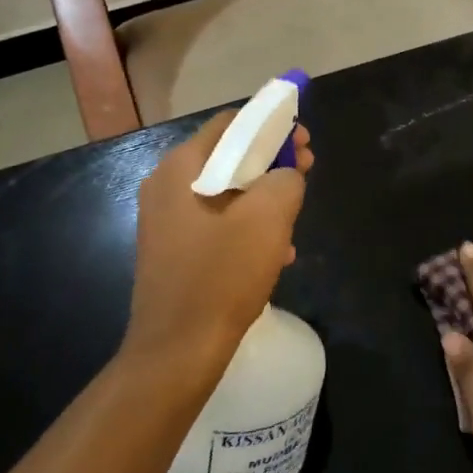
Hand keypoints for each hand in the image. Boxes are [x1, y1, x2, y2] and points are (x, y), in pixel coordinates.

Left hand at [124, 110, 312, 379]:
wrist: (177, 350)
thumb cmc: (222, 276)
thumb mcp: (269, 218)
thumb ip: (285, 179)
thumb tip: (285, 175)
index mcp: (182, 167)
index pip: (232, 123)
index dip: (273, 124)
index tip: (304, 141)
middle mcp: (166, 184)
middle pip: (228, 155)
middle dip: (272, 161)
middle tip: (306, 173)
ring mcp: (165, 219)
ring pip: (226, 191)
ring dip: (263, 197)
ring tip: (294, 219)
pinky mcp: (172, 249)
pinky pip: (216, 222)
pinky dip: (246, 226)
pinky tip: (274, 252)